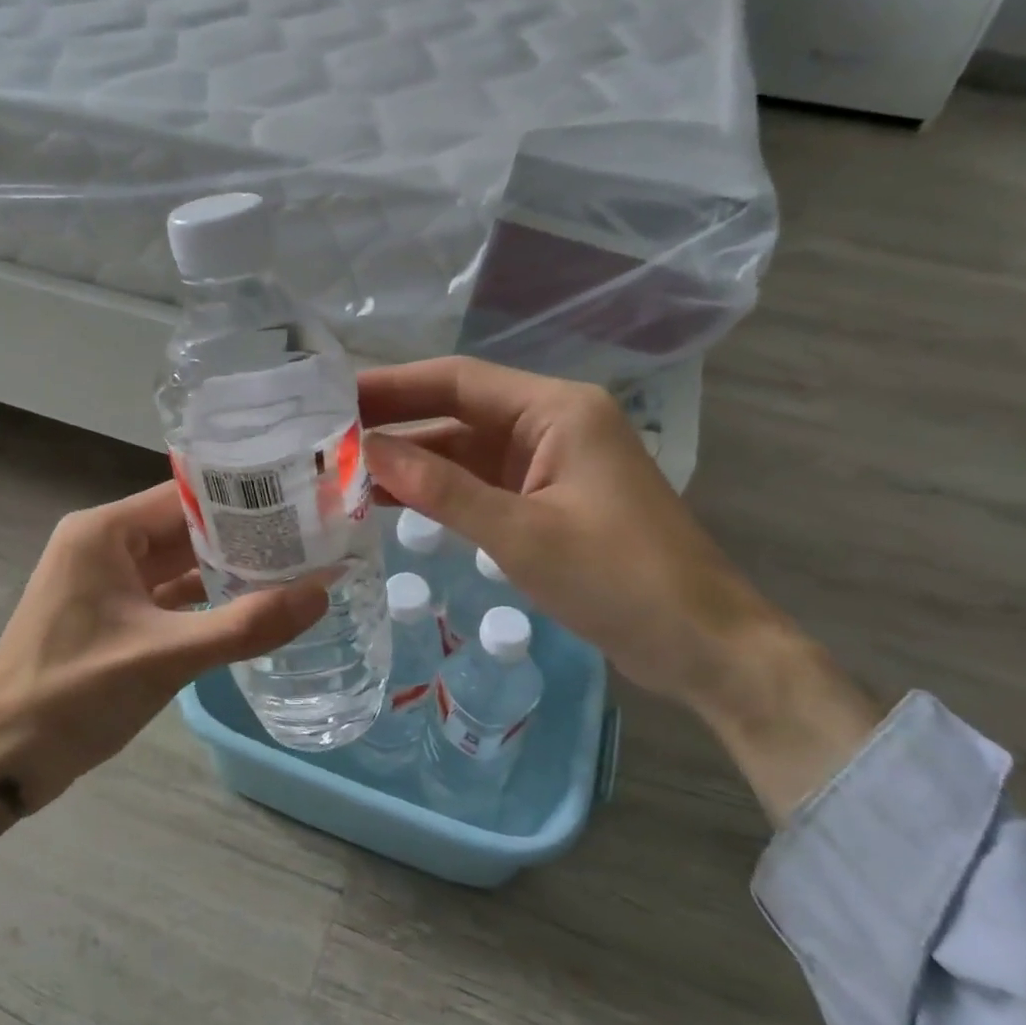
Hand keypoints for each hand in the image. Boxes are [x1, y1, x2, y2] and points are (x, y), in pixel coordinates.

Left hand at [0, 484, 325, 848]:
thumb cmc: (72, 696)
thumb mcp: (165, 657)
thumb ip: (246, 624)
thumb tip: (322, 592)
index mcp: (104, 532)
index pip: (187, 496)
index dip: (245, 498)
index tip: (301, 503)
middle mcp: (104, 544)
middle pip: (187, 527)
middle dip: (245, 535)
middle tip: (312, 537)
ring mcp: (106, 581)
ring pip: (180, 562)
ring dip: (229, 569)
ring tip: (296, 566)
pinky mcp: (111, 615)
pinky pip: (169, 594)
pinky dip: (206, 600)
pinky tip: (253, 606)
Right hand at [360, 357, 879, 822]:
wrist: (702, 645)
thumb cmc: (619, 579)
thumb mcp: (522, 534)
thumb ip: (441, 491)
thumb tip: (367, 453)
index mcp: (556, 410)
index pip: (458, 380)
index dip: (393, 385)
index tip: (334, 396)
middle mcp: (552, 424)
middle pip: (458, 411)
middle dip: (395, 424)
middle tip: (324, 434)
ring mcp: (550, 465)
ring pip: (465, 451)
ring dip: (412, 462)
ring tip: (342, 470)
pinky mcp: (548, 501)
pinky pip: (481, 485)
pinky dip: (439, 493)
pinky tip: (390, 502)